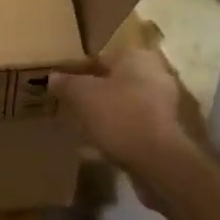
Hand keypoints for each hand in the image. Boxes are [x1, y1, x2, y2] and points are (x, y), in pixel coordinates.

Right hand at [51, 47, 203, 196]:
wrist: (158, 162)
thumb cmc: (119, 115)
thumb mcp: (82, 95)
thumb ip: (66, 83)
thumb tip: (53, 76)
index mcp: (136, 57)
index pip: (101, 57)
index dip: (80, 71)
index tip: (65, 85)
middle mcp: (154, 75)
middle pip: (115, 81)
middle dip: (95, 92)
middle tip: (73, 105)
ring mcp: (164, 105)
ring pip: (125, 104)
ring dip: (106, 114)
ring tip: (83, 127)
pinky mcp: (166, 132)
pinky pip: (133, 127)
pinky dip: (118, 133)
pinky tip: (98, 148)